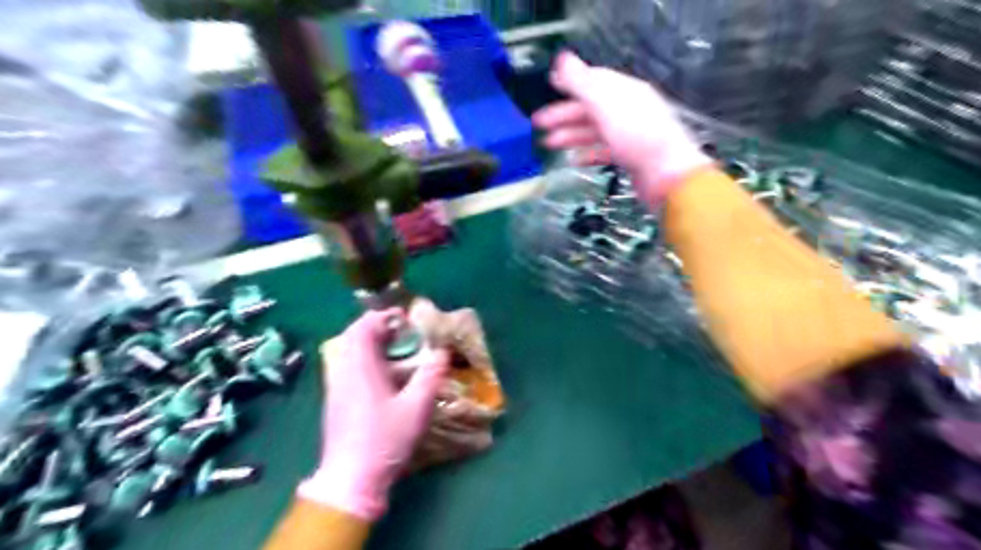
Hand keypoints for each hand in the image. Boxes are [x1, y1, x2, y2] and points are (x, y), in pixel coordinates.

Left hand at [298, 309, 451, 518]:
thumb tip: (442, 352)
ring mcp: (336, 389)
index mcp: (360, 368)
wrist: (351, 481)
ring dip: (372, 345)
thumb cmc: (385, 440)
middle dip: (378, 328)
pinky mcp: (336, 403)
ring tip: (398, 352)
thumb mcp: (416, 408)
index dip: (382, 316)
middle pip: (354, 337)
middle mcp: (343, 373)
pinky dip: (367, 361)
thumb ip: (431, 376)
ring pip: (350, 353)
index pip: (363, 327)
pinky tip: (385, 378)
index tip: (404, 318)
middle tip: (403, 333)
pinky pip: (349, 368)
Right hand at [536, 52, 714, 203]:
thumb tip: (562, 60)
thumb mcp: (606, 105)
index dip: (570, 84)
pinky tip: (574, 161)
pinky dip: (588, 154)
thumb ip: (582, 83)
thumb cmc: (636, 136)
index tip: (549, 88)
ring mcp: (629, 134)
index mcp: (624, 91)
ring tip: (548, 145)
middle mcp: (627, 109)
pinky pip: (604, 151)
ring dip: (570, 135)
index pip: (593, 81)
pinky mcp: (629, 157)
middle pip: (590, 108)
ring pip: (594, 131)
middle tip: (537, 124)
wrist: (667, 174)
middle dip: (563, 115)